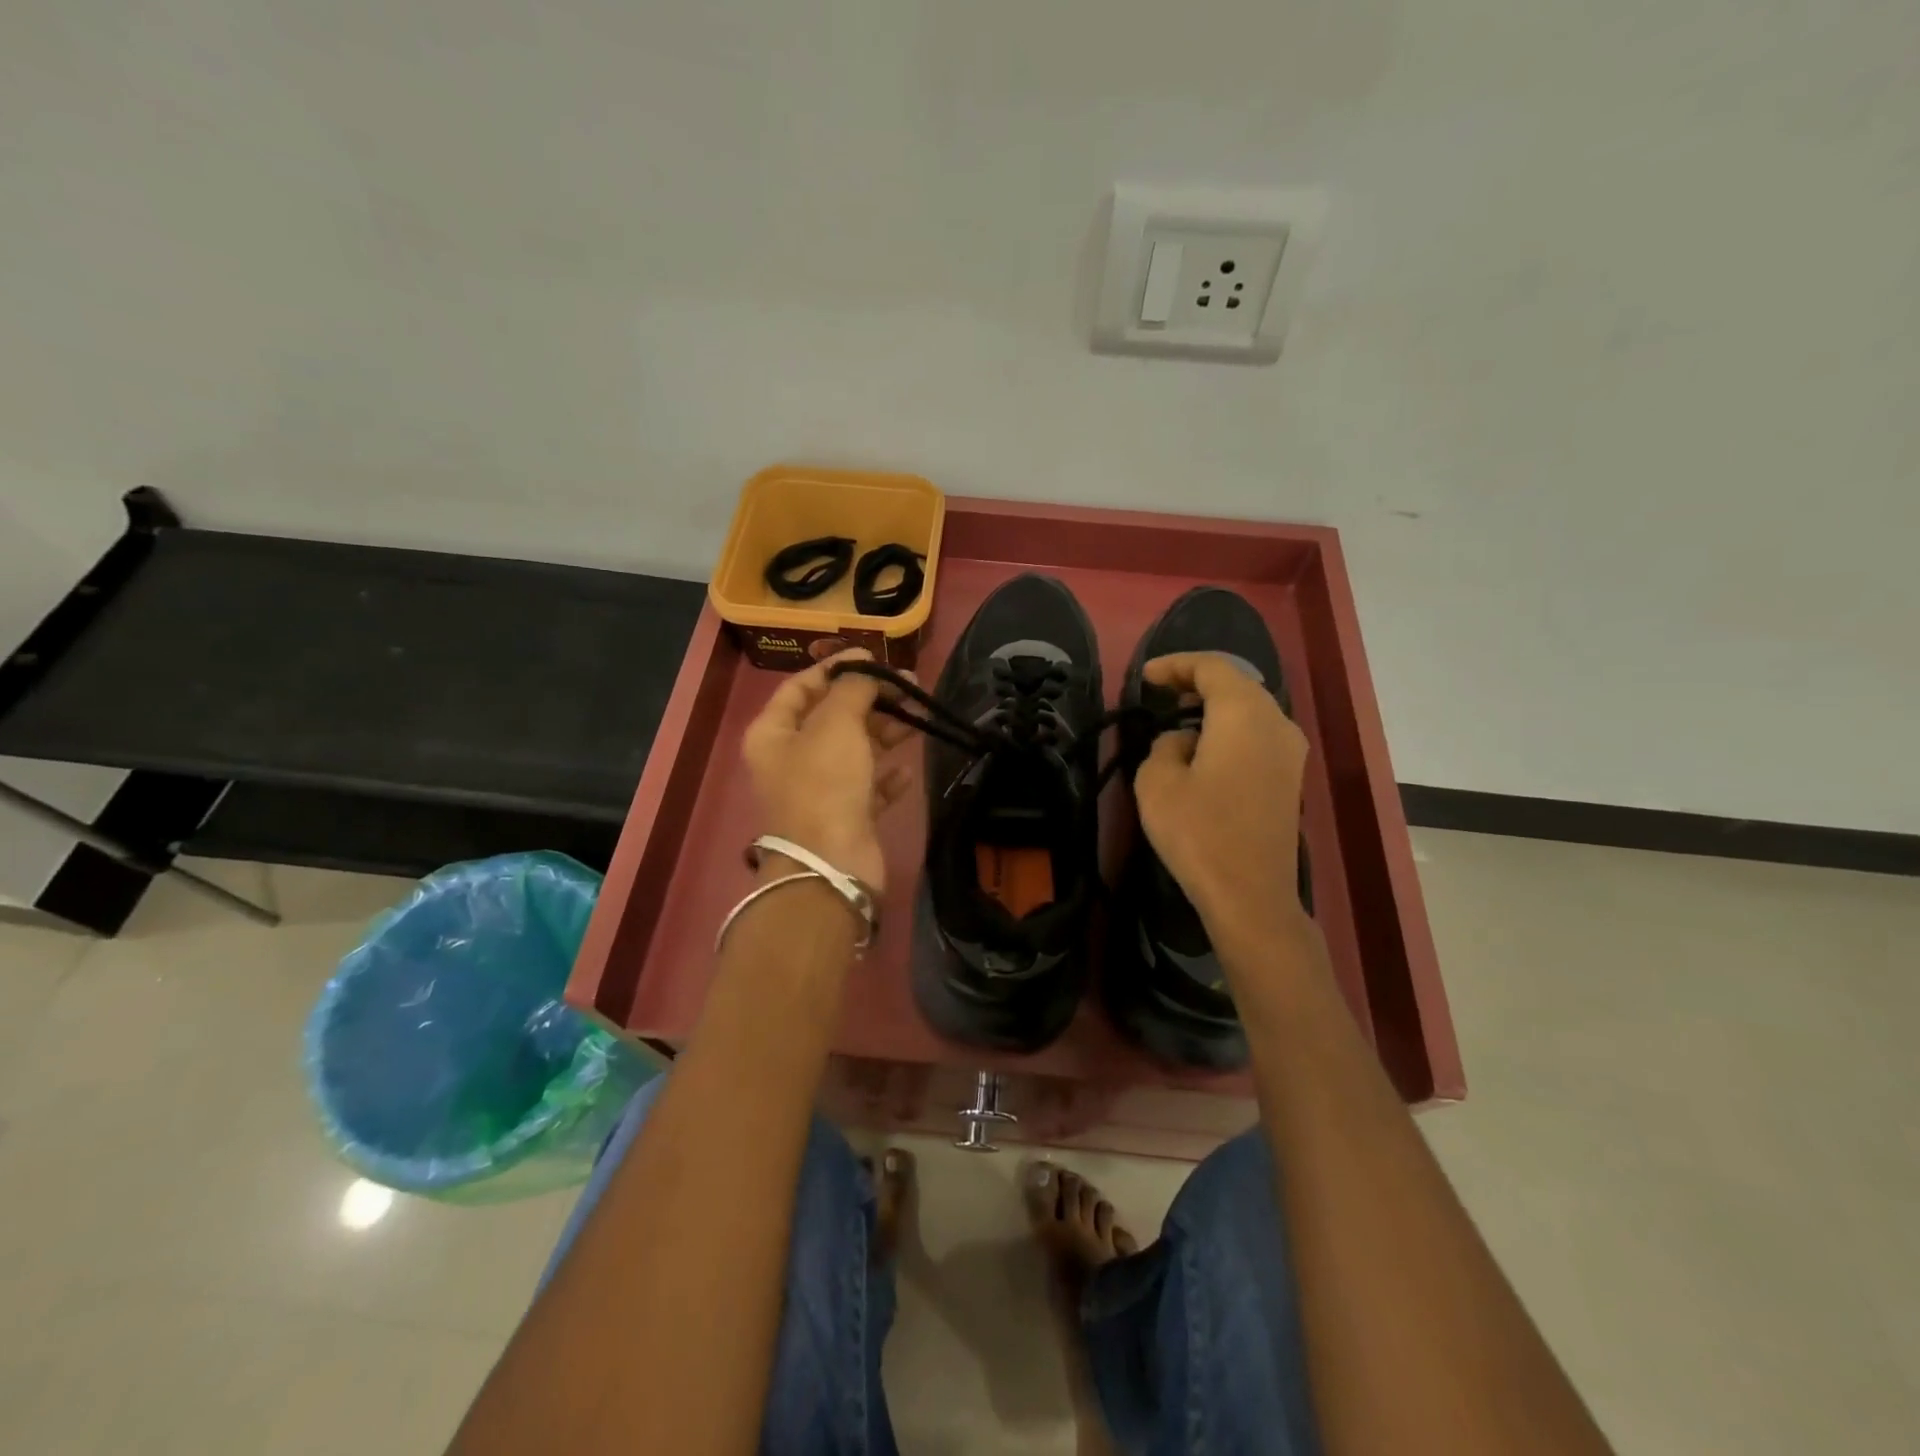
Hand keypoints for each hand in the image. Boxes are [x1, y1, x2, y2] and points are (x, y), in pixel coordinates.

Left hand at [740, 650, 913, 891]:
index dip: (835, 667)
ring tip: (918, 719)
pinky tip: (906, 770)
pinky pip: (868, 786)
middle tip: (910, 686)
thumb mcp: (836, 724)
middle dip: (870, 698)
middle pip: (832, 717)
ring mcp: (819, 790)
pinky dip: (887, 776)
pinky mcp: (846, 816)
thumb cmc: (824, 784)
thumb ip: (853, 689)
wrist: (830, 865)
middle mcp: (792, 759)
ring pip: (854, 750)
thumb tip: (867, 671)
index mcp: (773, 733)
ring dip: (885, 732)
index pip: (801, 686)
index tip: (874, 657)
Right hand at [1133, 652, 1310, 944]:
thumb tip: (1181, 742)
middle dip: (1196, 682)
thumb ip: (1163, 746)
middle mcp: (1277, 722)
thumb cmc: (1199, 832)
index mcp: (1244, 713)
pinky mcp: (1291, 778)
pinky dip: (1229, 729)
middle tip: (1159, 693)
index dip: (1175, 665)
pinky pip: (1258, 735)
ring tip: (1178, 719)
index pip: (1212, 667)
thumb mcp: (1157, 782)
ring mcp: (1290, 752)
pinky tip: (1205, 749)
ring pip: (1250, 710)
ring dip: (1214, 707)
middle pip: (1237, 684)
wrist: (1251, 895)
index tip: (1144, 677)